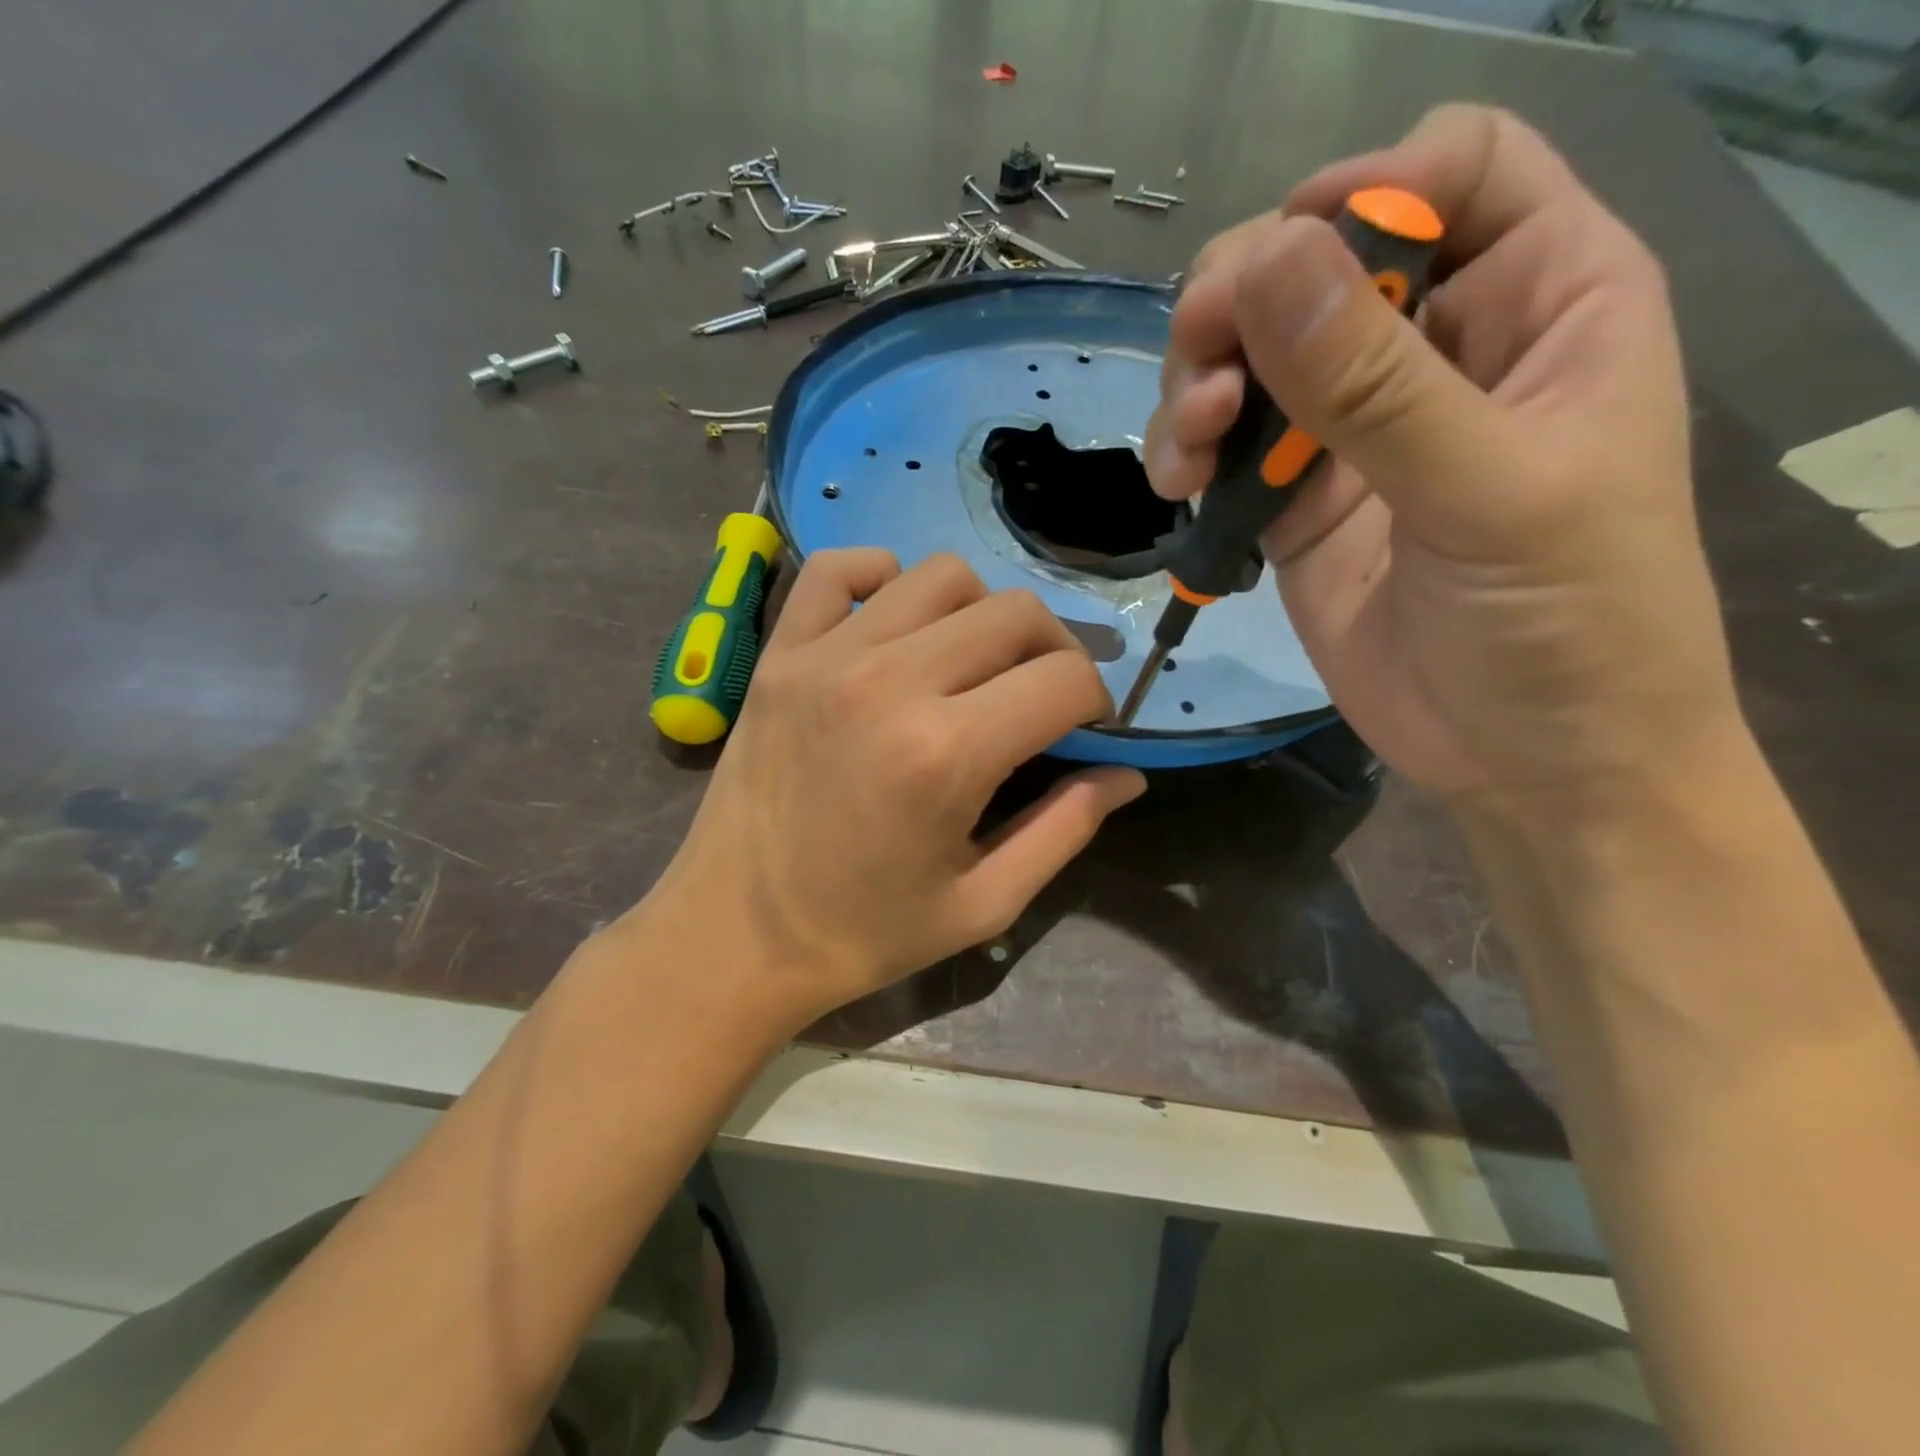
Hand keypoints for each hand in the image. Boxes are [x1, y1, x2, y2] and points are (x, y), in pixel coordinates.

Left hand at [638, 551, 1142, 1031]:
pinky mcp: (779, 653)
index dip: (1097, 701)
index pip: (1064, 680)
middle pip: (1015, 613)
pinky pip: (839, 569)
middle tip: (1039, 699)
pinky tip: (895, 625)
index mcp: (948, 753)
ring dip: (981, 613)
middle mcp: (891, 682)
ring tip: (971, 665)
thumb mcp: (982, 904)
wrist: (731, 936)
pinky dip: (883, 578)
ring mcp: (826, 656)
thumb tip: (1126, 775)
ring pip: (941, 575)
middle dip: (1053, 651)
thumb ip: (1065, 830)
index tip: (1085, 729)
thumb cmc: (862, 934)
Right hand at [1144, 106, 1743, 820]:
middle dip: (1244, 301)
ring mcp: (1355, 430)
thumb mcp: (1487, 492)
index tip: (1284, 261)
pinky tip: (1180, 486)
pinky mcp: (1295, 501)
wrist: (1522, 760)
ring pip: (1252, 353)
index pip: (1455, 173)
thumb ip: (1374, 383)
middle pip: (1319, 261)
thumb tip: (1263, 262)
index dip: (1367, 190)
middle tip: (1204, 366)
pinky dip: (1188, 453)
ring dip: (1199, 384)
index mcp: (1542, 302)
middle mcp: (1438, 349)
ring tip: (1189, 451)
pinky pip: (1225, 448)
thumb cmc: (1566, 623)